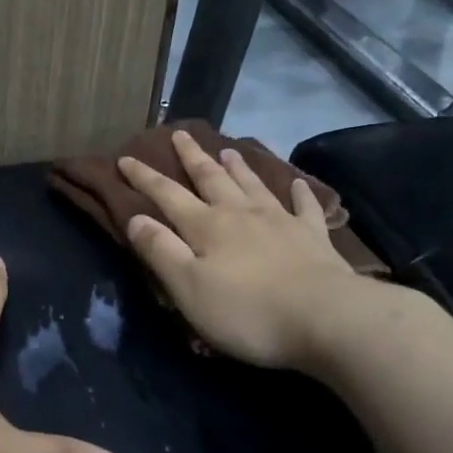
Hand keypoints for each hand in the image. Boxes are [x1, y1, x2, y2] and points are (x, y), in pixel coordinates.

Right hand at [118, 130, 398, 376]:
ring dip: (238, 167)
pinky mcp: (314, 237)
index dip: (144, 177)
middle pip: (211, 178)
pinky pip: (304, 207)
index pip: (166, 194)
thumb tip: (135, 218)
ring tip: (228, 149)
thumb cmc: (248, 311)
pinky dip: (300, 193)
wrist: (327, 319)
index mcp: (206, 226)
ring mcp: (280, 221)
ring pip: (252, 185)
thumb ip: (160, 251)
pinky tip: (298, 184)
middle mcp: (240, 213)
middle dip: (192, 157)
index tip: (125, 157)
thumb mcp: (188, 288)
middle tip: (180, 134)